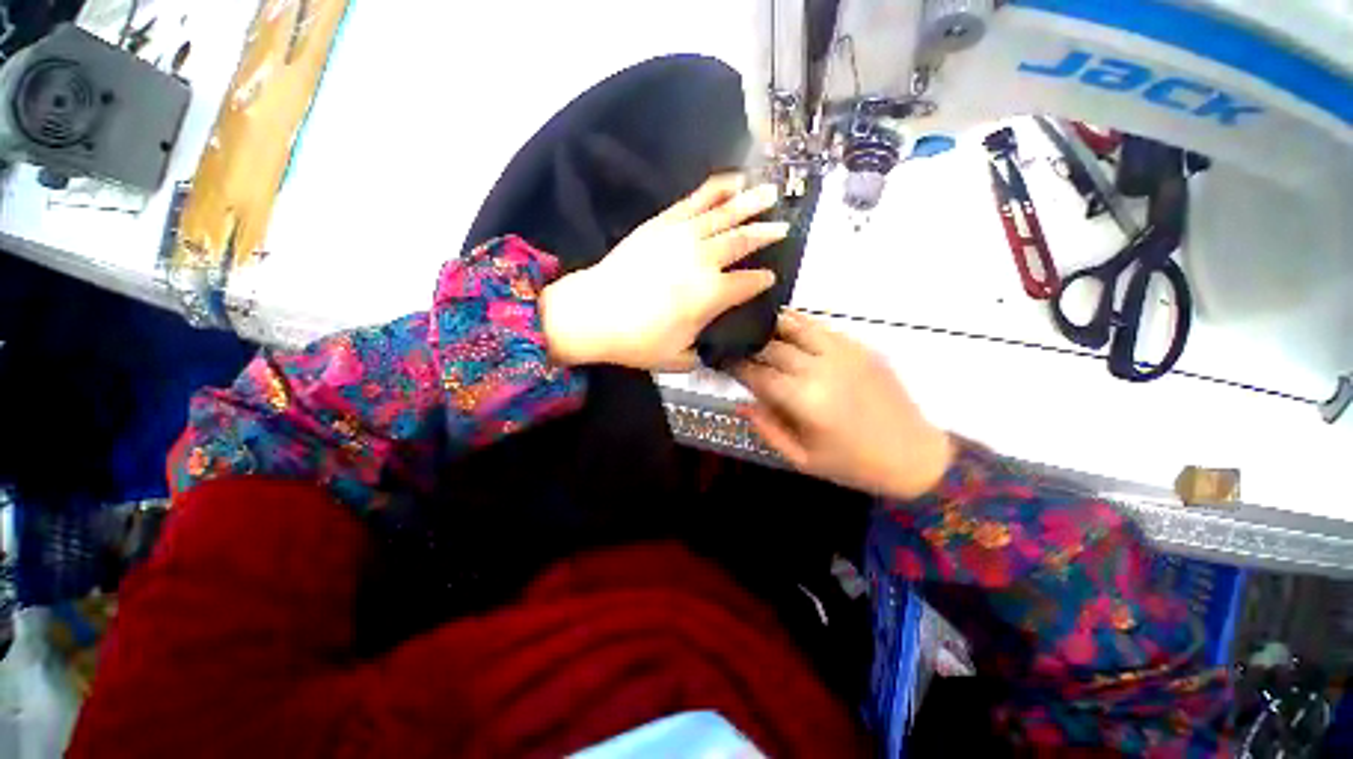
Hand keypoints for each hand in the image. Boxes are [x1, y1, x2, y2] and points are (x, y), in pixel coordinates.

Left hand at [540, 174, 788, 370]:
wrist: (592, 313)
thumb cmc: (637, 340)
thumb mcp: (678, 357)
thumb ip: (701, 351)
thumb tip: (710, 345)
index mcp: (711, 295)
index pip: (748, 283)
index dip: (762, 280)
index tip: (771, 278)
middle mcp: (703, 260)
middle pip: (742, 242)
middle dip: (767, 234)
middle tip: (785, 226)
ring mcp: (682, 236)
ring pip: (724, 214)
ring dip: (750, 202)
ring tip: (770, 192)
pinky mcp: (662, 223)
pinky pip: (694, 199)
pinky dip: (716, 188)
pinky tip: (731, 179)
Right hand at [733, 311, 953, 499]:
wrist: (914, 455)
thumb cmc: (853, 464)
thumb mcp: (802, 459)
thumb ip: (768, 429)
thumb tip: (742, 403)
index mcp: (804, 400)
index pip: (758, 374)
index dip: (736, 367)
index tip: (722, 362)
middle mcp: (820, 368)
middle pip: (772, 347)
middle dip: (749, 346)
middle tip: (735, 346)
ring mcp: (843, 352)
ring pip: (796, 326)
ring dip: (772, 325)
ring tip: (755, 326)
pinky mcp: (860, 347)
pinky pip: (822, 327)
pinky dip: (799, 324)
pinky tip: (788, 327)